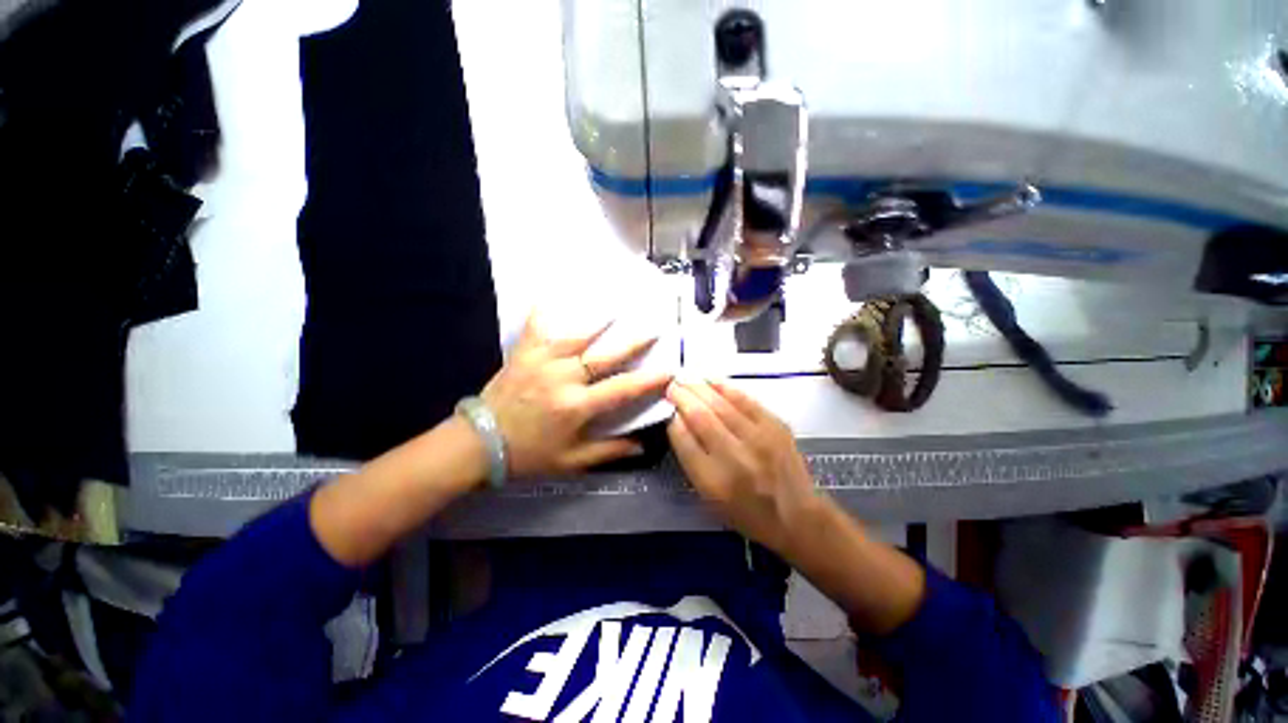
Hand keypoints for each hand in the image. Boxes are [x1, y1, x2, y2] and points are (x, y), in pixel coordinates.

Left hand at [481, 313, 671, 478]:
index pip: (621, 389)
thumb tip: (642, 446)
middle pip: (604, 355)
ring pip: (576, 334)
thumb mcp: (571, 461)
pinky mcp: (523, 352)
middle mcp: (563, 378)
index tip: (669, 369)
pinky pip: (535, 325)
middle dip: (632, 342)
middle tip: (653, 328)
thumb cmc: (529, 454)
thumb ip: (609, 451)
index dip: (648, 380)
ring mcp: (542, 361)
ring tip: (617, 305)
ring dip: (598, 320)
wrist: (479, 443)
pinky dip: (544, 309)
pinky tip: (552, 292)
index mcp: (576, 406)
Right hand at [666, 378, 819, 553]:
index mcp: (713, 481)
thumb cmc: (747, 512)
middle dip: (682, 396)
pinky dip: (726, 387)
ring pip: (721, 404)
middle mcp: (735, 458)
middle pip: (701, 416)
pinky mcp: (776, 427)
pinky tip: (712, 380)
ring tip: (687, 378)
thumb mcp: (709, 496)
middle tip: (672, 385)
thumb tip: (678, 422)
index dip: (672, 418)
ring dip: (700, 387)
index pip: (684, 439)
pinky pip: (746, 400)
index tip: (666, 407)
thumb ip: (691, 459)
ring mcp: (758, 439)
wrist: (796, 516)